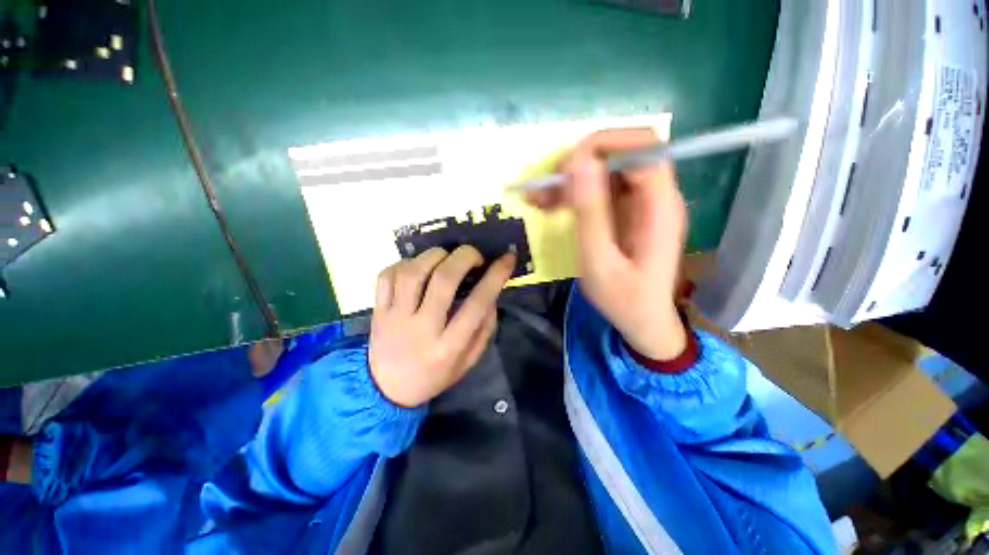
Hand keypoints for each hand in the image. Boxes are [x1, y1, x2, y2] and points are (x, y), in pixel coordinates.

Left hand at [369, 246, 515, 407]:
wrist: (386, 390)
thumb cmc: (434, 375)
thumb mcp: (468, 361)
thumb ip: (484, 328)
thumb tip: (491, 293)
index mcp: (448, 347)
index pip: (477, 304)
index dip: (496, 276)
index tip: (507, 258)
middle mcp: (422, 328)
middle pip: (443, 280)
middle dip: (465, 257)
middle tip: (474, 256)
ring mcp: (395, 317)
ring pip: (413, 272)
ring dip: (435, 255)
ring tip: (446, 258)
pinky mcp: (377, 309)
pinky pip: (387, 275)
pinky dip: (405, 263)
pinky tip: (418, 267)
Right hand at [529, 128, 688, 360]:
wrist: (643, 321)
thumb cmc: (623, 299)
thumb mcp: (599, 260)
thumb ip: (590, 212)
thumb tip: (579, 162)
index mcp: (659, 206)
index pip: (642, 147)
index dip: (603, 145)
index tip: (565, 168)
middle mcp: (655, 197)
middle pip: (621, 156)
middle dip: (580, 164)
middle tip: (546, 187)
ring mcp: (640, 204)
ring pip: (605, 172)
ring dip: (571, 181)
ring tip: (539, 199)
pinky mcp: (626, 213)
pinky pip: (599, 191)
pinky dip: (574, 195)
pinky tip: (549, 206)